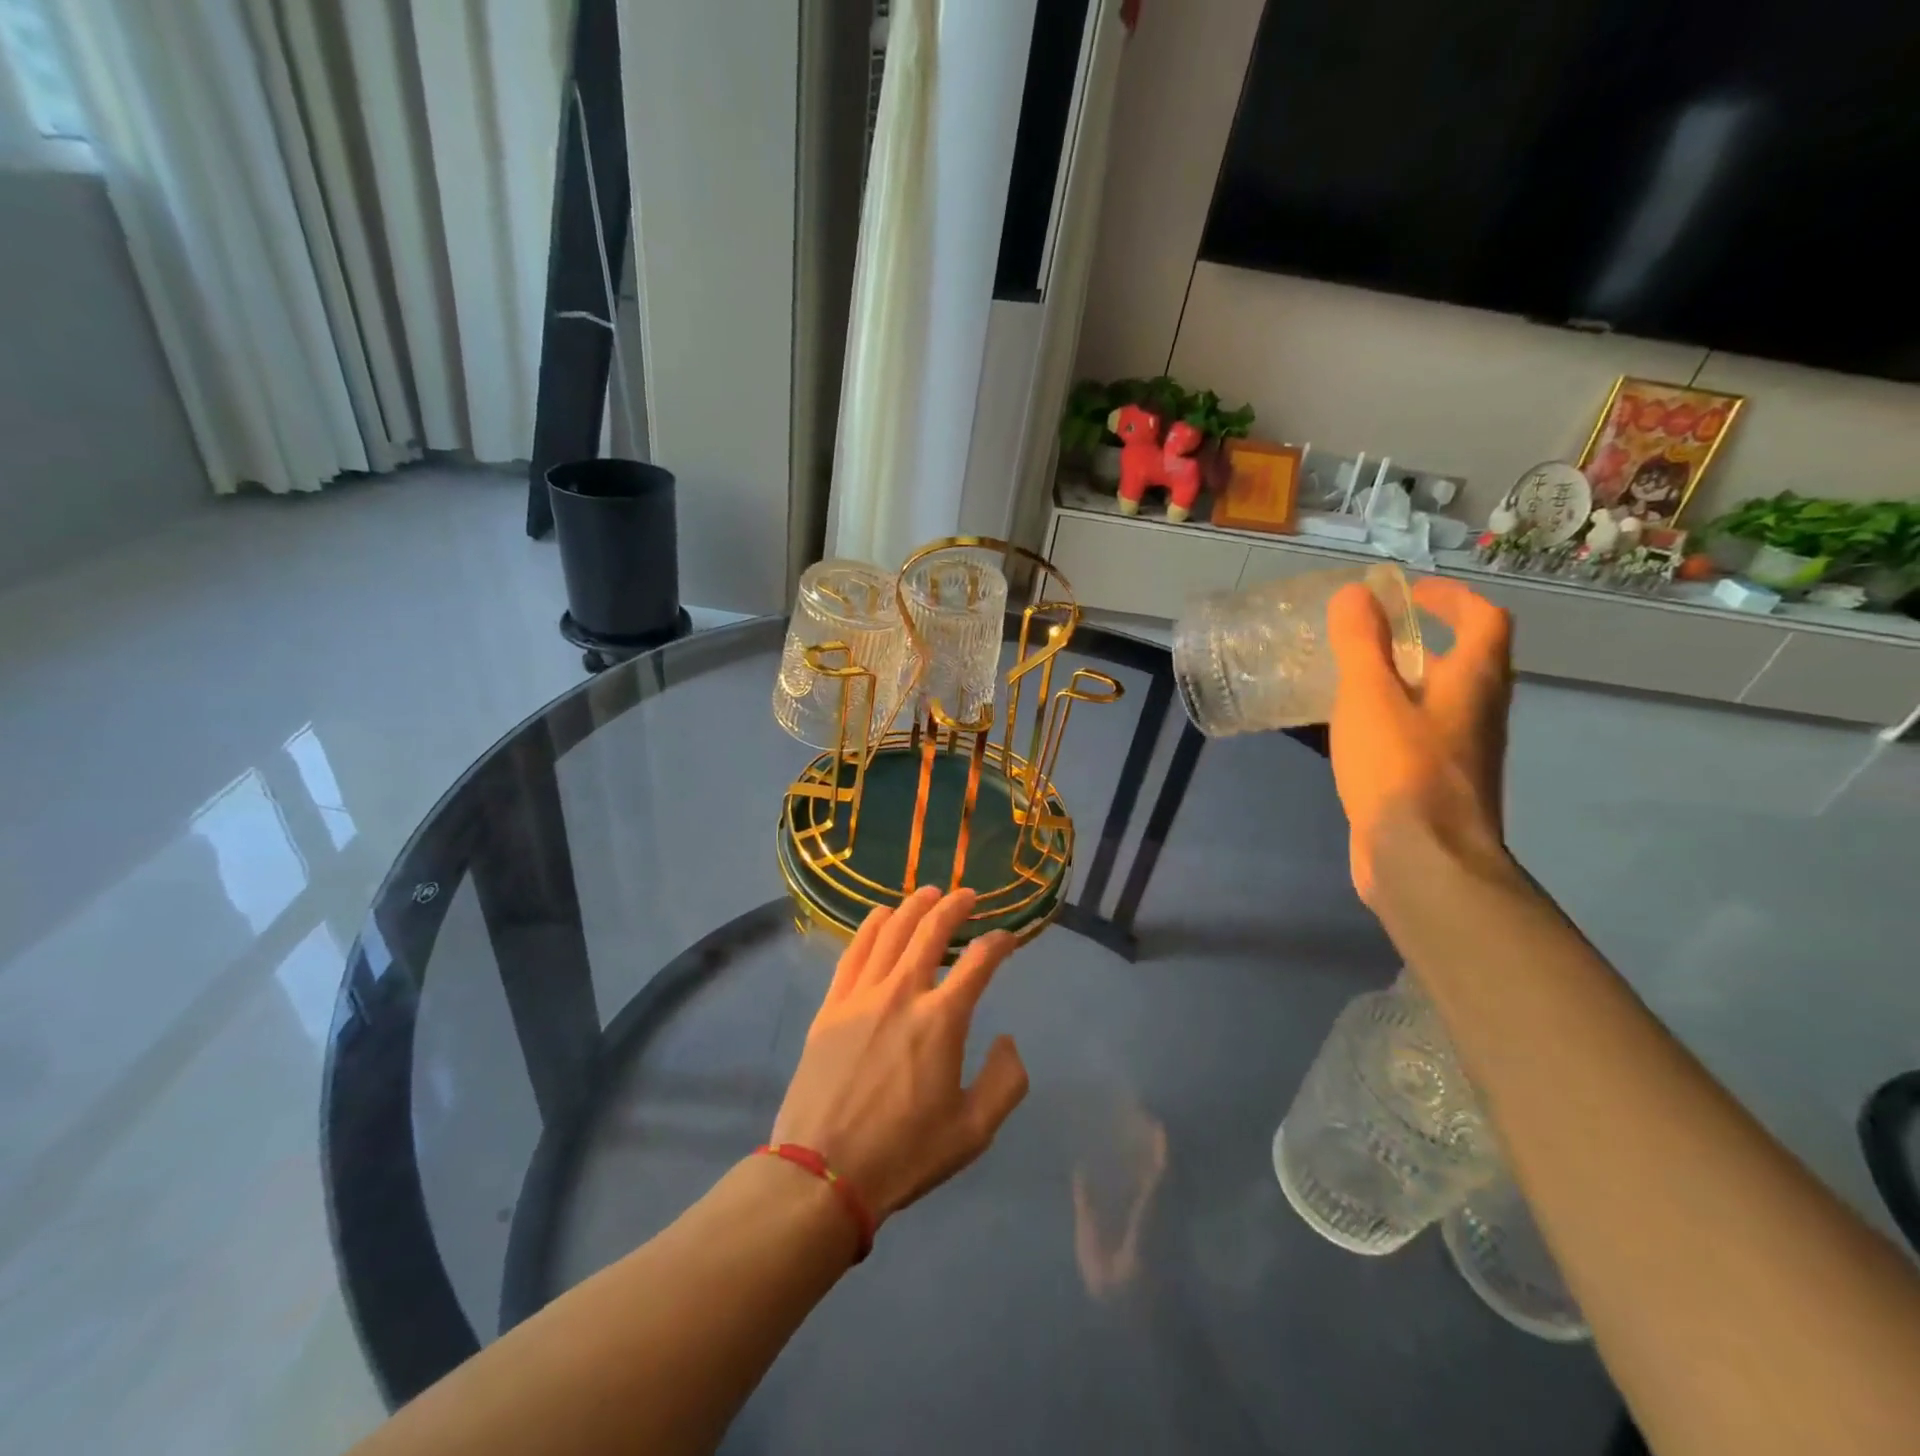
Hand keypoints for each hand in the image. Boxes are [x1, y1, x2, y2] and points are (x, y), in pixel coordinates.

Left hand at [771, 887, 1028, 1223]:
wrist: (824, 1173)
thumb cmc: (904, 1154)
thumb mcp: (973, 1131)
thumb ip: (1005, 1081)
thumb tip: (1007, 1039)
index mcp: (942, 1020)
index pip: (979, 962)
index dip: (999, 943)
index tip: (1009, 937)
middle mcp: (903, 992)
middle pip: (931, 931)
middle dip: (954, 906)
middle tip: (967, 895)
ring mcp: (862, 995)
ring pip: (891, 932)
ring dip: (913, 907)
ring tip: (928, 893)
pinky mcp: (831, 1006)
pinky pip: (854, 951)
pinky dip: (871, 926)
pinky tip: (881, 915)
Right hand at [1327, 577, 1513, 907]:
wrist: (1422, 860)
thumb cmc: (1399, 768)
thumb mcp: (1369, 696)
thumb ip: (1360, 643)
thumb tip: (1356, 593)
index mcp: (1474, 682)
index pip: (1484, 620)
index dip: (1451, 598)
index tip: (1407, 593)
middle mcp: (1478, 714)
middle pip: (1465, 663)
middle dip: (1423, 641)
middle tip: (1371, 636)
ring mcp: (1460, 754)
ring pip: (1439, 703)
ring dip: (1404, 683)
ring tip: (1353, 680)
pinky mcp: (1436, 786)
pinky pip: (1418, 736)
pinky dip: (1391, 721)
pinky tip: (1352, 734)